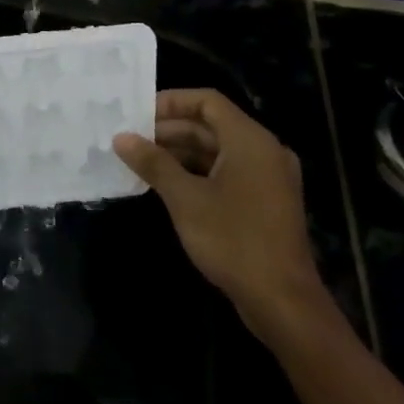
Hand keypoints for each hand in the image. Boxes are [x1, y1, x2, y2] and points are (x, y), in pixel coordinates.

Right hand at [114, 89, 329, 338]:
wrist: (283, 302)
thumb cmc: (233, 240)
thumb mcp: (185, 198)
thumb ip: (153, 162)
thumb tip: (121, 138)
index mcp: (250, 140)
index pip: (207, 101)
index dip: (171, 102)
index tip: (138, 114)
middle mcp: (264, 151)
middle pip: (211, 125)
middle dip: (170, 130)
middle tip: (132, 140)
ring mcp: (268, 178)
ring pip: (218, 151)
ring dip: (180, 152)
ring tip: (142, 162)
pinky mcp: (265, 202)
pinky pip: (227, 172)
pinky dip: (197, 172)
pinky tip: (167, 185)